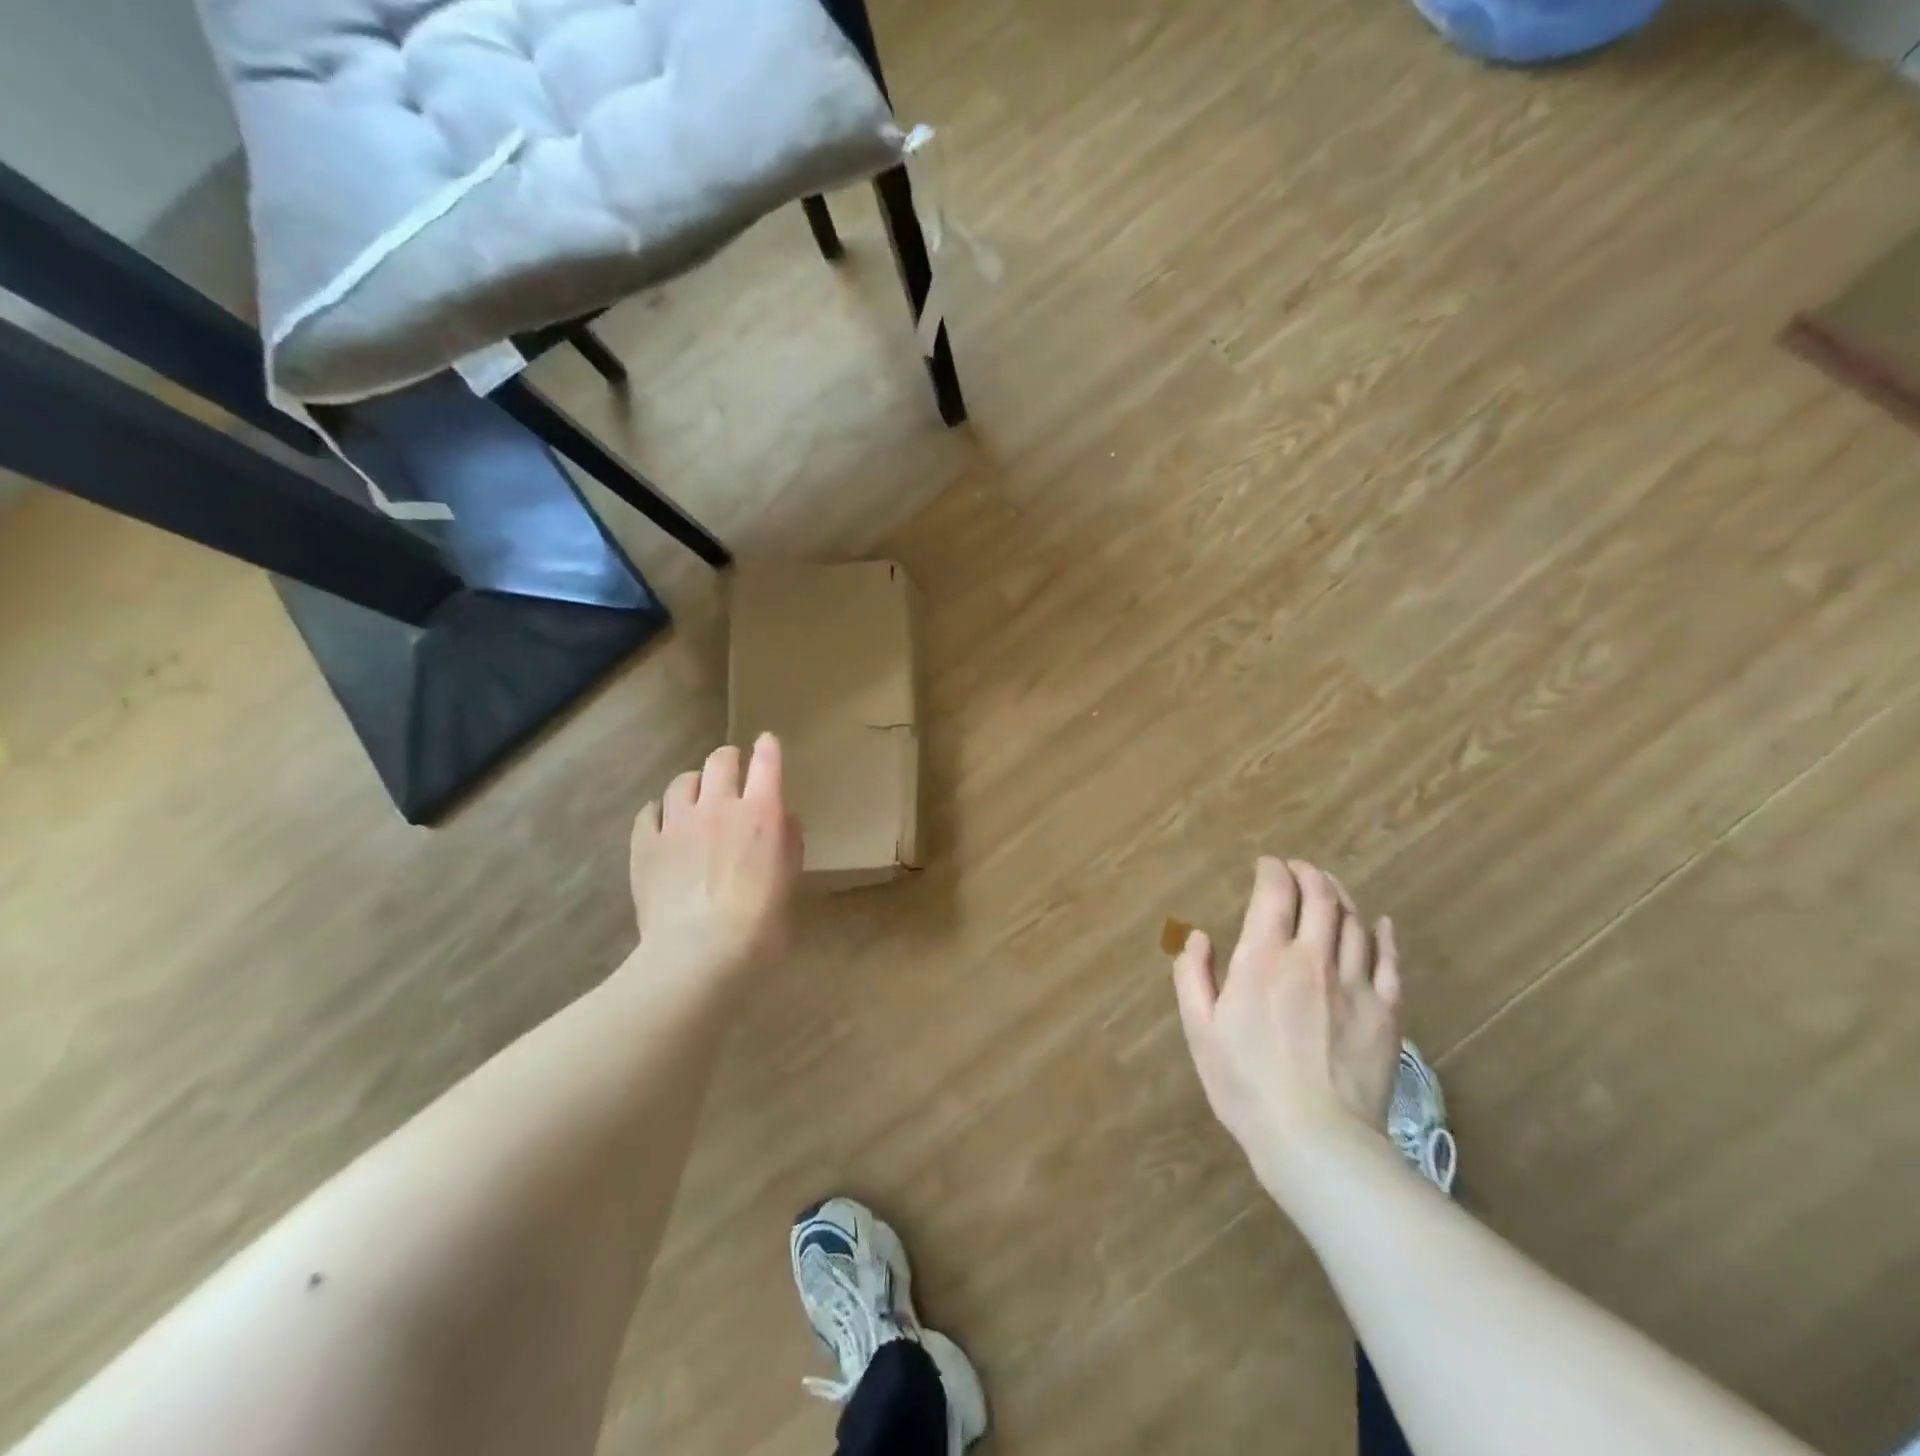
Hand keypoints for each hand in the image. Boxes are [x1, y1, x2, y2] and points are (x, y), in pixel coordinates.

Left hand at [628, 734, 802, 978]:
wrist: (698, 955)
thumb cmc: (759, 926)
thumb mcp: (789, 885)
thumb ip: (788, 844)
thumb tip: (783, 819)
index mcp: (761, 814)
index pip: (767, 763)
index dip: (768, 748)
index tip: (767, 742)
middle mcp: (719, 806)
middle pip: (720, 760)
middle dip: (728, 760)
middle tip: (731, 772)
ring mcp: (677, 822)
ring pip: (681, 781)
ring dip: (693, 784)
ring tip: (694, 799)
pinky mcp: (645, 843)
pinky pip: (648, 811)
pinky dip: (659, 812)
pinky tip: (663, 824)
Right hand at [1173, 858, 1402, 1193]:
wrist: (1316, 1140)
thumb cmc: (1246, 1084)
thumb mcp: (1200, 1030)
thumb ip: (1193, 975)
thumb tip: (1198, 936)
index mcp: (1263, 959)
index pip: (1275, 893)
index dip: (1272, 870)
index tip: (1267, 865)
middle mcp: (1312, 959)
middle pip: (1321, 897)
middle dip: (1309, 874)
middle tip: (1299, 869)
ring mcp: (1356, 984)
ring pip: (1354, 922)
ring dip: (1341, 896)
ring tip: (1330, 889)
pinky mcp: (1386, 1012)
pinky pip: (1390, 962)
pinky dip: (1384, 935)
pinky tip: (1380, 924)